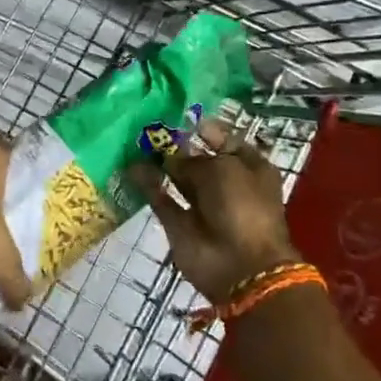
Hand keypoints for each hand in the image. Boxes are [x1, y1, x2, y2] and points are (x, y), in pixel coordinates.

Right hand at [129, 120, 300, 303]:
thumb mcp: (222, 169)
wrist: (240, 265)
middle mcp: (226, 184)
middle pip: (198, 158)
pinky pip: (162, 199)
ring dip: (160, 163)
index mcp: (249, 167)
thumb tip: (170, 157)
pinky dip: (149, 185)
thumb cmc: (242, 206)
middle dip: (176, 144)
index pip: (224, 140)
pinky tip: (131, 167)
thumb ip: (192, 159)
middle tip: (149, 126)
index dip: (202, 128)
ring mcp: (202, 205)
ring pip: (178, 178)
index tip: (176, 115)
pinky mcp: (180, 224)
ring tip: (136, 142)